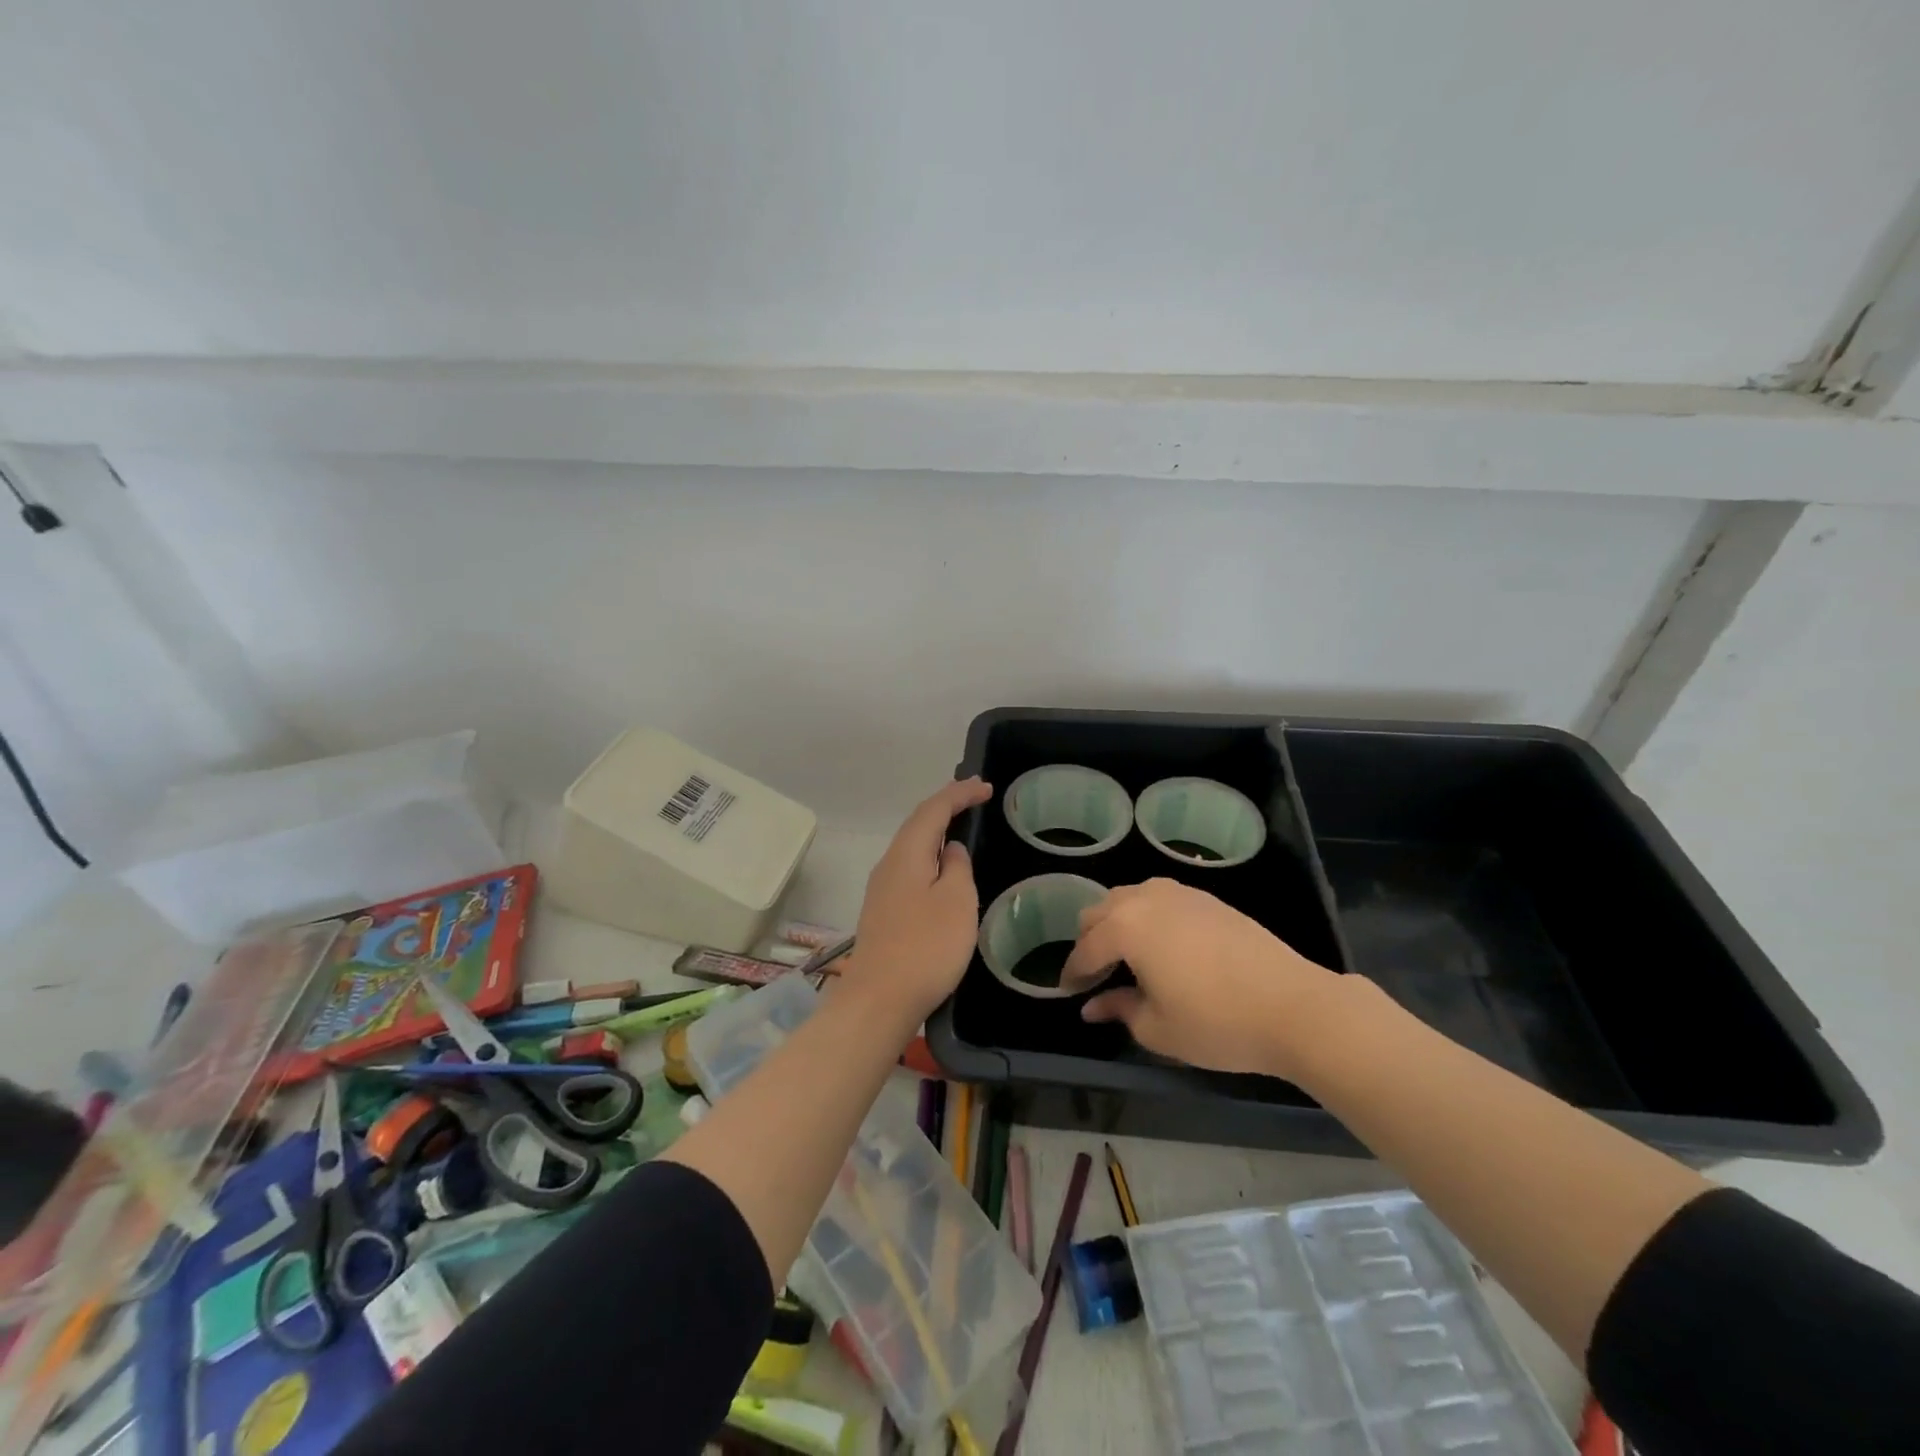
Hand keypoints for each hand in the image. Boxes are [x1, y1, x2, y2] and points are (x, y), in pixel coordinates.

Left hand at [843, 777, 993, 1022]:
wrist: (879, 1000)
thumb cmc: (926, 947)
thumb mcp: (957, 902)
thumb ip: (958, 867)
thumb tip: (951, 850)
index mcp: (907, 853)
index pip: (934, 809)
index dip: (960, 793)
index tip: (986, 788)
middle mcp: (889, 863)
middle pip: (918, 823)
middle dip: (946, 806)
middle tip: (976, 797)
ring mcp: (882, 888)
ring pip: (912, 846)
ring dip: (936, 831)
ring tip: (961, 826)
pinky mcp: (883, 911)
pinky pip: (910, 868)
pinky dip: (930, 856)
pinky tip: (941, 869)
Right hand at [1061, 878, 1345, 1078]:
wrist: (1293, 1005)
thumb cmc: (1217, 1022)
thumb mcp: (1157, 1028)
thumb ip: (1119, 1009)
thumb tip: (1094, 1006)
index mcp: (1126, 927)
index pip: (1086, 949)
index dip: (1073, 973)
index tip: (1068, 993)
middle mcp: (1146, 899)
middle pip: (1100, 912)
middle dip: (1091, 942)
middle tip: (1096, 976)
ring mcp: (1179, 894)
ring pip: (1129, 898)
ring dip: (1117, 923)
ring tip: (1126, 957)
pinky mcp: (1207, 899)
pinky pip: (1159, 898)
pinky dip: (1146, 917)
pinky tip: (1161, 946)